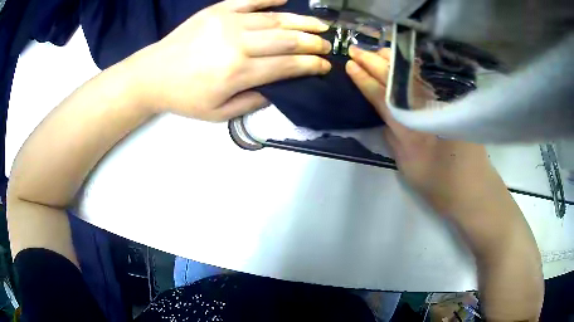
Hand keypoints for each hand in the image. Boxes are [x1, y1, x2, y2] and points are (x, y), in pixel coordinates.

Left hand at [128, 0, 331, 120]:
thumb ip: (250, 103)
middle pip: (286, 39)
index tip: (325, 65)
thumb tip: (276, 90)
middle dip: (312, 42)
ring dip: (301, 21)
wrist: (152, 74)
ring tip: (319, 24)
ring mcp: (227, 22)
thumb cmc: (184, 97)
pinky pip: (249, 0)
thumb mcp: (217, 114)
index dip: (310, 65)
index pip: (287, 65)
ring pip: (274, 19)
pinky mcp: (217, 10)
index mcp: (238, 72)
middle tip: (328, 44)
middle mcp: (238, 43)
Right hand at [346, 46, 494, 213]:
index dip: (365, 80)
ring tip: (376, 51)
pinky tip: (405, 59)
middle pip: (397, 79)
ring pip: (413, 73)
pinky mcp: (452, 102)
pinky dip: (413, 66)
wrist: (471, 187)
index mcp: (410, 129)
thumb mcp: (407, 167)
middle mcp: (426, 110)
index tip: (350, 65)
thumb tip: (386, 116)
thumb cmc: (437, 183)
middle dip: (374, 62)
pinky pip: (428, 78)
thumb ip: (394, 138)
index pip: (383, 97)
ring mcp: (441, 103)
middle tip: (356, 50)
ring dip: (392, 60)